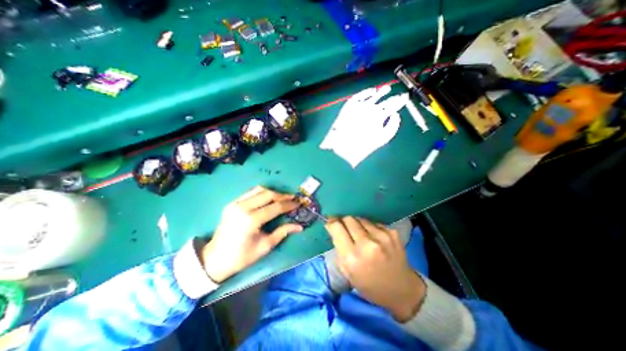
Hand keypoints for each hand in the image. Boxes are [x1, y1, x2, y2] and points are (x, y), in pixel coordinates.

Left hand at [202, 186, 301, 281]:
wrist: (214, 259)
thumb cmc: (242, 257)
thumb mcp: (265, 246)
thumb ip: (282, 232)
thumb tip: (299, 226)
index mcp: (251, 220)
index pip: (275, 207)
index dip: (288, 205)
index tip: (298, 203)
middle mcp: (243, 207)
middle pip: (268, 194)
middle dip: (282, 195)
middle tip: (292, 198)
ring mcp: (236, 203)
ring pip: (259, 190)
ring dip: (273, 192)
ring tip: (282, 197)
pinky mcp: (232, 203)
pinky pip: (251, 192)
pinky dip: (262, 193)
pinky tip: (268, 198)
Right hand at [328, 218, 425, 322]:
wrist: (402, 290)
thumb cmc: (370, 285)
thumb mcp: (347, 272)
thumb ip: (339, 248)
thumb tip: (333, 227)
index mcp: (352, 257)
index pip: (337, 227)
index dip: (331, 222)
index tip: (330, 222)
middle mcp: (367, 244)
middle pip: (349, 219)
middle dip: (344, 222)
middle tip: (345, 228)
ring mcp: (382, 236)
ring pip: (361, 218)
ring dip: (357, 224)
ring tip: (360, 235)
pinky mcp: (392, 233)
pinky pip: (373, 223)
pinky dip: (369, 228)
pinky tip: (373, 238)